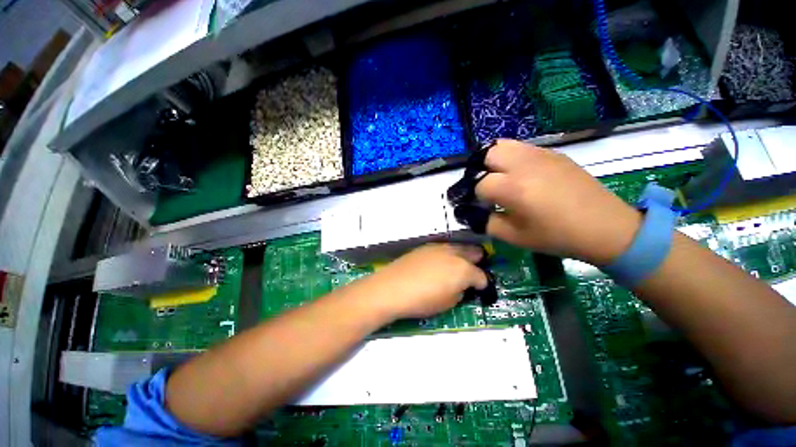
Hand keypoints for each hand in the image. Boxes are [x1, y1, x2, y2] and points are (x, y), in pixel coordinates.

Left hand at [357, 244, 487, 319]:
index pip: (482, 276)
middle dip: (477, 263)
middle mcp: (454, 253)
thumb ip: (460, 292)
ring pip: (459, 247)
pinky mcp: (426, 246)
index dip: (483, 285)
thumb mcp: (448, 303)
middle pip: (474, 253)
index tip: (479, 290)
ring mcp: (439, 247)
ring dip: (462, 256)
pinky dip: (447, 254)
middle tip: (471, 274)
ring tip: (456, 267)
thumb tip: (461, 286)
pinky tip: (439, 263)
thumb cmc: (422, 300)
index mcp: (464, 269)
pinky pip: (444, 248)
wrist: (393, 287)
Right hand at [475, 139, 641, 265]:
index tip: (472, 204)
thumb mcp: (513, 236)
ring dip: (493, 160)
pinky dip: (511, 158)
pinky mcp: (552, 153)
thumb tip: (471, 213)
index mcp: (512, 188)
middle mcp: (523, 164)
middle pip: (486, 154)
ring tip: (498, 177)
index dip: (471, 195)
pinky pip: (522, 148)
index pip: (478, 184)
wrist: (604, 226)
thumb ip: (486, 223)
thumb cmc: (556, 236)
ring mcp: (540, 155)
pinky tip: (520, 175)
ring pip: (503, 145)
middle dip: (478, 170)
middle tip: (483, 186)